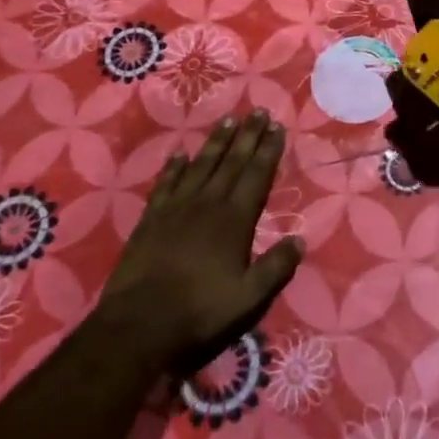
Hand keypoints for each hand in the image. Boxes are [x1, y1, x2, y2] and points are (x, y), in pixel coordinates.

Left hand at [101, 111, 302, 371]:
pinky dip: (174, 168)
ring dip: (216, 143)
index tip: (277, 127)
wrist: (138, 326)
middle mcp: (207, 204)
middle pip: (231, 162)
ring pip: (201, 166)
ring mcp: (176, 209)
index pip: (257, 175)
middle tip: (258, 111)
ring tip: (228, 121)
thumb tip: (300, 240)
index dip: (268, 150)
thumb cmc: (200, 312)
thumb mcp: (250, 299)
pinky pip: (166, 184)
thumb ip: (276, 268)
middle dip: (247, 136)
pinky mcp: (150, 220)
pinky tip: (180, 155)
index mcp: (235, 220)